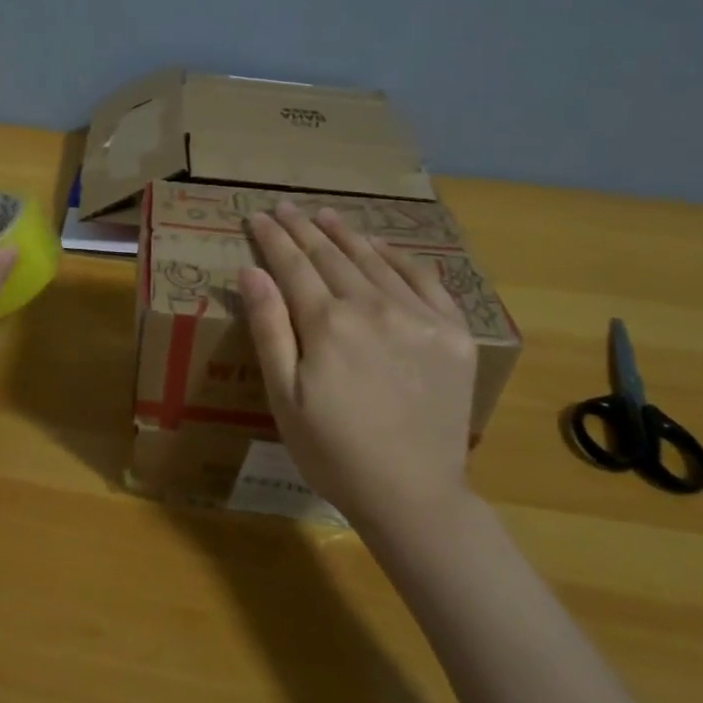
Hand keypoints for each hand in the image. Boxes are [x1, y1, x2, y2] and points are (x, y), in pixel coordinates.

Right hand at [239, 201, 477, 547]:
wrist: (414, 495)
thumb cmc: (333, 451)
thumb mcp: (283, 397)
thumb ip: (268, 328)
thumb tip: (250, 271)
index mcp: (327, 324)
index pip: (293, 265)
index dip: (273, 238)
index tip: (258, 215)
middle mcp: (373, 307)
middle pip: (331, 256)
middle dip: (303, 228)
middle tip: (285, 207)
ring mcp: (418, 317)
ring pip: (374, 261)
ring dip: (345, 234)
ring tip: (325, 215)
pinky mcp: (451, 333)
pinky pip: (424, 279)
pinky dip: (398, 257)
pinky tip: (380, 246)